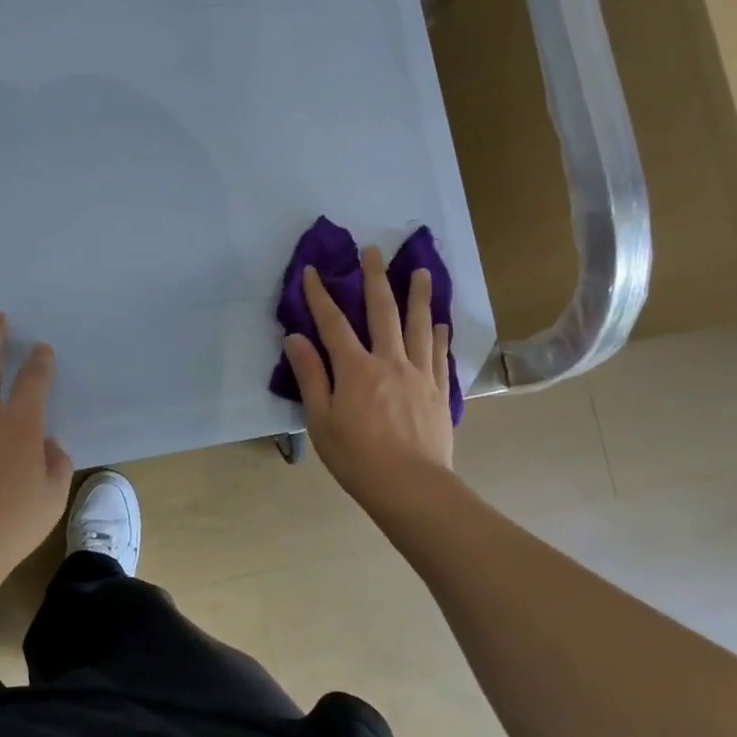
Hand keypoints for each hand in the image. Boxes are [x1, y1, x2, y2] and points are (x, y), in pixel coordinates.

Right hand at [283, 247, 454, 513]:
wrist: (411, 487)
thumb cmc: (357, 458)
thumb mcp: (321, 420)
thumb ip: (311, 375)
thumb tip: (295, 338)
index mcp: (356, 368)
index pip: (333, 322)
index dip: (320, 295)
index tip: (313, 270)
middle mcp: (389, 360)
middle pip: (382, 310)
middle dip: (375, 278)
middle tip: (374, 250)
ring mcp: (419, 374)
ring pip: (419, 325)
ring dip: (418, 295)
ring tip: (420, 271)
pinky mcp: (438, 390)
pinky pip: (439, 354)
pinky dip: (439, 334)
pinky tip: (441, 322)